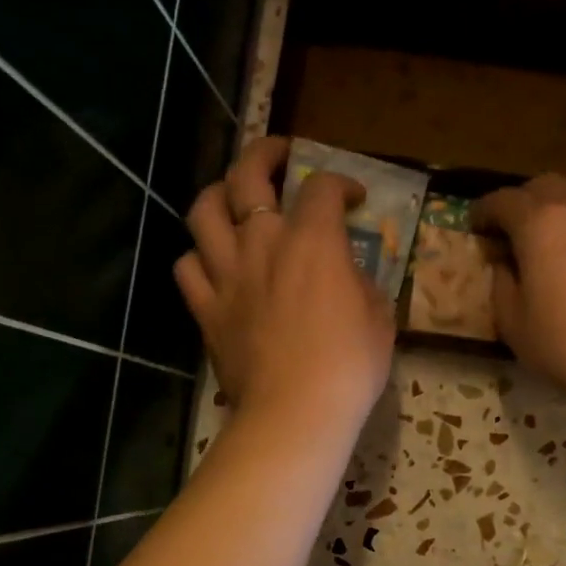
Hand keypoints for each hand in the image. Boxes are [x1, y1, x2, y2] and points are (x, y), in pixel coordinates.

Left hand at [175, 137, 394, 430]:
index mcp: (313, 241)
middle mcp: (262, 242)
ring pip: (204, 210)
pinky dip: (198, 257)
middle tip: (279, 156)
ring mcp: (227, 274)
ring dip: (219, 194)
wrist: (296, 411)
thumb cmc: (349, 366)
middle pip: (248, 175)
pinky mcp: (206, 308)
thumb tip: (350, 277)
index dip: (341, 183)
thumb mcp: (378, 319)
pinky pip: (187, 266)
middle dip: (265, 154)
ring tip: (233, 198)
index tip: (354, 198)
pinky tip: (213, 263)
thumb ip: (362, 285)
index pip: (322, 188)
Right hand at [472, 175, 565, 396]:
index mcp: (539, 224)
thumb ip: (502, 288)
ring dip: (559, 203)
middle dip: (521, 202)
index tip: (474, 227)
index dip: (484, 211)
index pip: (503, 201)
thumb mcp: (515, 325)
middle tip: (509, 230)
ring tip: (550, 233)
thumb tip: (504, 267)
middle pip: (544, 186)